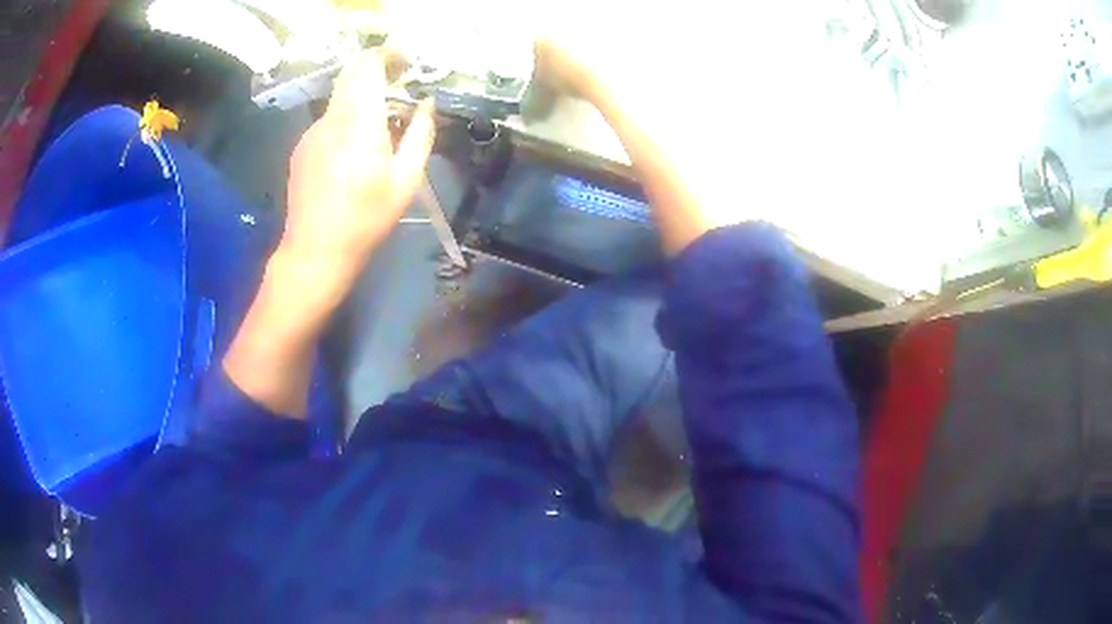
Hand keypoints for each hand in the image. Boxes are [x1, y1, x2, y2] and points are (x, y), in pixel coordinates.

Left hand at [283, 50, 434, 289]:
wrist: (315, 252)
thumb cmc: (365, 220)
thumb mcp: (406, 181)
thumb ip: (420, 134)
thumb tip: (426, 104)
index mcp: (359, 123)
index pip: (368, 65)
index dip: (389, 54)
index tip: (407, 63)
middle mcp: (331, 119)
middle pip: (352, 74)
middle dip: (378, 72)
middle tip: (401, 88)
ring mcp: (312, 132)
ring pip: (342, 99)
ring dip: (364, 101)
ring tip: (382, 133)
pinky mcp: (302, 147)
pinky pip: (330, 121)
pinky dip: (348, 121)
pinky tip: (355, 155)